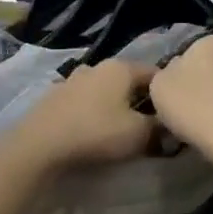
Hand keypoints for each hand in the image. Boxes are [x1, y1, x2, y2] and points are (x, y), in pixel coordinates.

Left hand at [0, 60, 158, 173]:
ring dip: (114, 107)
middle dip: (140, 101)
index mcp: (120, 68)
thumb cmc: (96, 133)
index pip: (155, 74)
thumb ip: (160, 128)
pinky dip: (92, 114)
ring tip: (119, 131)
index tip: (173, 115)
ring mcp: (70, 81)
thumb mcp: (139, 134)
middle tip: (150, 126)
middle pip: (128, 82)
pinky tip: (92, 132)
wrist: (39, 147)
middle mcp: (95, 67)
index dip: (167, 94)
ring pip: (104, 92)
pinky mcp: (53, 98)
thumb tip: (170, 126)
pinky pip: (83, 103)